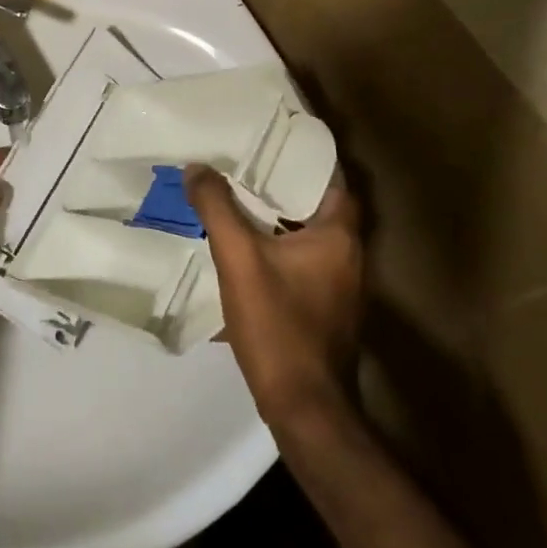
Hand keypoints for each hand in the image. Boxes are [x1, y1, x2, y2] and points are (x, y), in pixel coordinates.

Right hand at [187, 165, 364, 426]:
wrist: (305, 409)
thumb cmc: (279, 325)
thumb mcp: (239, 259)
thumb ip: (217, 208)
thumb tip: (197, 167)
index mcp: (339, 235)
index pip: (331, 178)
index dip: (305, 155)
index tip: (272, 138)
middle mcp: (349, 255)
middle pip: (317, 204)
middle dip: (283, 182)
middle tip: (244, 162)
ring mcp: (341, 285)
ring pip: (308, 234)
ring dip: (278, 216)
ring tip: (237, 197)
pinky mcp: (326, 308)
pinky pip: (302, 260)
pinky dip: (278, 246)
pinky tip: (244, 247)